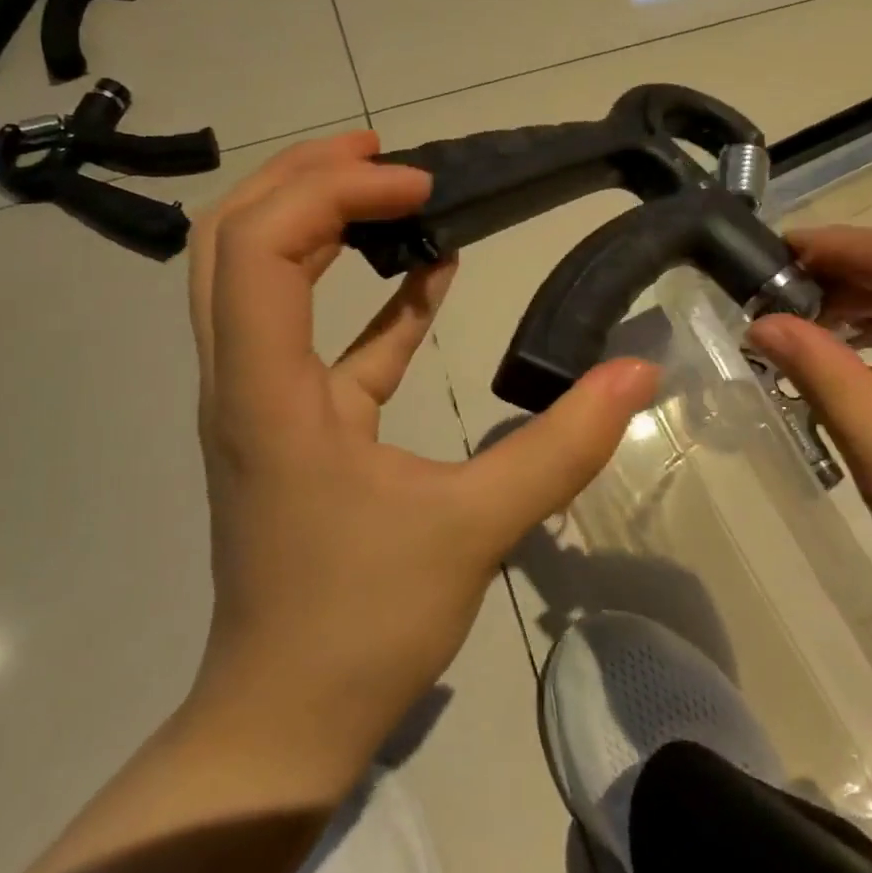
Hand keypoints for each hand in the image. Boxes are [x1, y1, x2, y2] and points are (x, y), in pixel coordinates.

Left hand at [185, 131, 659, 783]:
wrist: (284, 719)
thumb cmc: (361, 623)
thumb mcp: (474, 527)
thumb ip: (562, 446)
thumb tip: (637, 373)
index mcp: (266, 389)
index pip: (261, 245)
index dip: (333, 192)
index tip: (419, 189)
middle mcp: (242, 379)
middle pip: (234, 240)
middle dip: (302, 178)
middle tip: (381, 153)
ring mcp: (261, 401)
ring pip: (257, 279)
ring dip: (317, 223)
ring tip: (393, 192)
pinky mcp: (293, 425)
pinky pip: (317, 337)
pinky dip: (363, 296)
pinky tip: (428, 275)